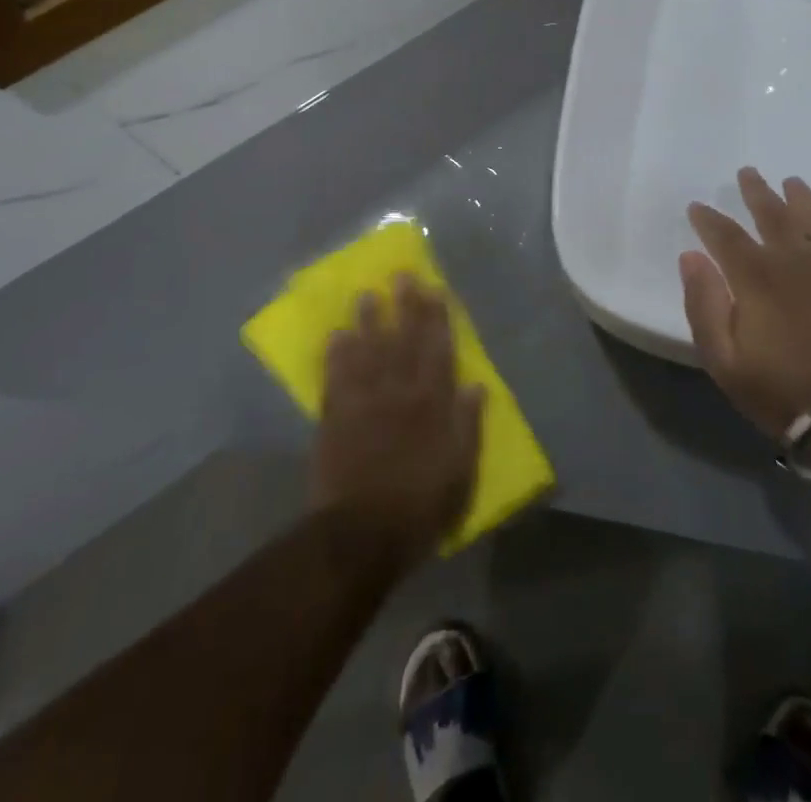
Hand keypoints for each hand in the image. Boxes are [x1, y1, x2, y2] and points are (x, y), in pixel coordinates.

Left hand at [313, 275, 483, 565]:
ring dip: (369, 322)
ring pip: (368, 352)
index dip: (436, 318)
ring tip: (367, 294)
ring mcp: (363, 403)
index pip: (437, 351)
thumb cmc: (418, 507)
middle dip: (404, 307)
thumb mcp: (459, 474)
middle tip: (401, 276)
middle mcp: (398, 394)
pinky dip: (336, 355)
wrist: (360, 535)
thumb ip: (468, 427)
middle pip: (403, 342)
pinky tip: (336, 334)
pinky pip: (336, 378)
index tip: (434, 289)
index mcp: (431, 405)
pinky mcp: (335, 418)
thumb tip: (476, 386)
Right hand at [680, 168, 810, 437]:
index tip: (697, 207)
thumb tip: (690, 257)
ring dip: (801, 197)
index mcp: (756, 276)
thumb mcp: (725, 362)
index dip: (707, 219)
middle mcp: (796, 259)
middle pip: (772, 214)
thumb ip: (703, 306)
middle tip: (747, 173)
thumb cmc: (786, 393)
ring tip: (791, 182)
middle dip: (755, 192)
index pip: (724, 235)